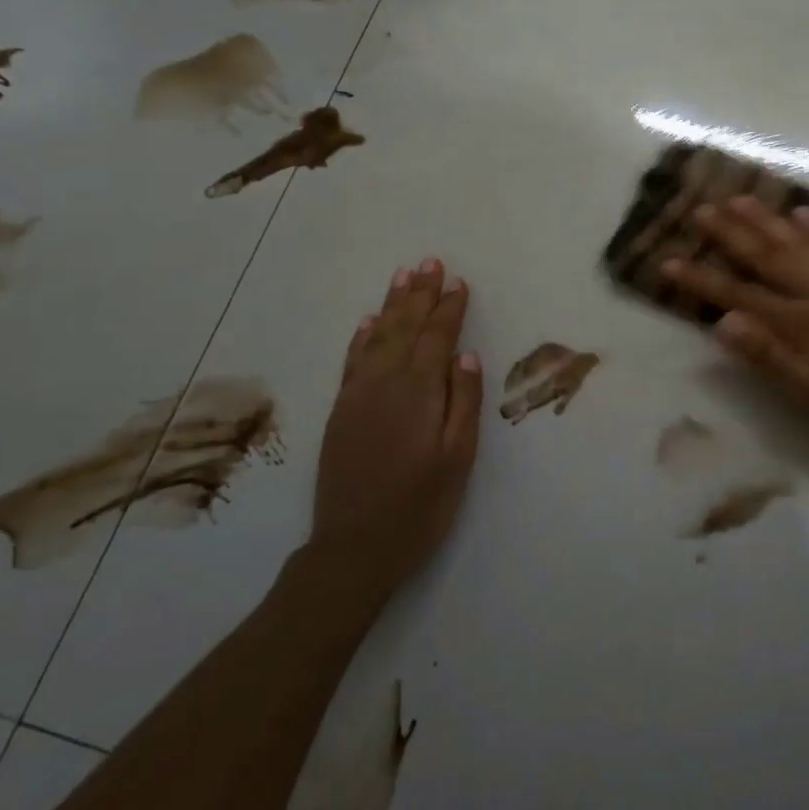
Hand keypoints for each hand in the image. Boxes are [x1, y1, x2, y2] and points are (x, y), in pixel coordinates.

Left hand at [308, 258, 482, 596]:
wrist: (354, 547)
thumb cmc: (420, 506)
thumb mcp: (457, 458)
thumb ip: (463, 402)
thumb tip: (467, 355)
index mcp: (419, 392)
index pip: (437, 338)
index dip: (449, 309)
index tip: (458, 282)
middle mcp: (385, 383)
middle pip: (405, 328)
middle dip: (420, 294)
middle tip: (430, 262)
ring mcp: (358, 396)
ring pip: (377, 337)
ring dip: (392, 305)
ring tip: (404, 277)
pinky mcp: (341, 411)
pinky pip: (352, 361)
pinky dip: (362, 337)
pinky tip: (369, 322)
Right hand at [661, 196, 808, 444]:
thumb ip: (766, 355)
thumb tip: (723, 320)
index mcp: (797, 320)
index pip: (738, 293)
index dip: (701, 278)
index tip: (668, 260)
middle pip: (766, 255)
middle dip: (730, 233)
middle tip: (700, 208)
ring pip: (802, 241)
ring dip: (769, 220)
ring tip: (740, 198)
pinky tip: (806, 212)